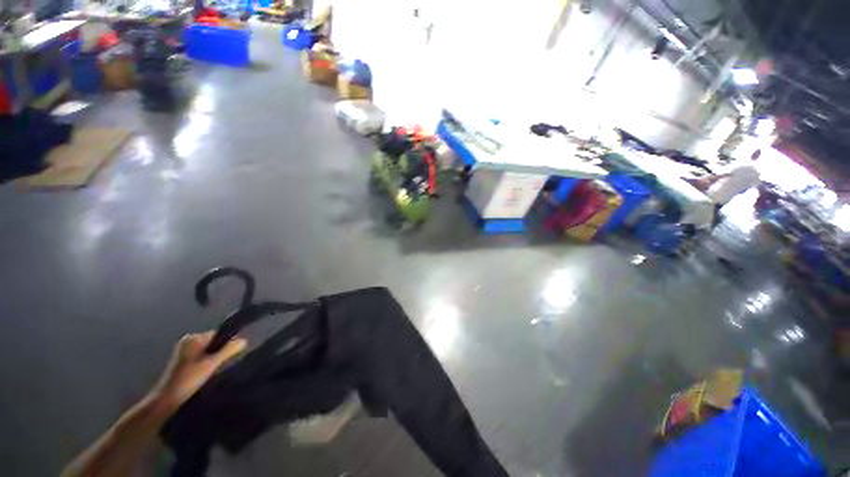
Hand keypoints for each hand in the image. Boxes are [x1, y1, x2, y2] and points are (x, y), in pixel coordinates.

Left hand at [151, 332, 246, 414]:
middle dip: (220, 352)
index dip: (227, 344)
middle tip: (221, 366)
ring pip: (208, 351)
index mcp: (194, 338)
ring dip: (213, 359)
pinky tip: (205, 374)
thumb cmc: (188, 380)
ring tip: (213, 372)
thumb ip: (229, 350)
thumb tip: (244, 340)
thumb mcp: (211, 364)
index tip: (230, 357)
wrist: (165, 400)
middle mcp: (188, 341)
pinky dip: (206, 363)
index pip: (219, 335)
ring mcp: (183, 351)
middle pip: (214, 342)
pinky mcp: (181, 361)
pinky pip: (201, 357)